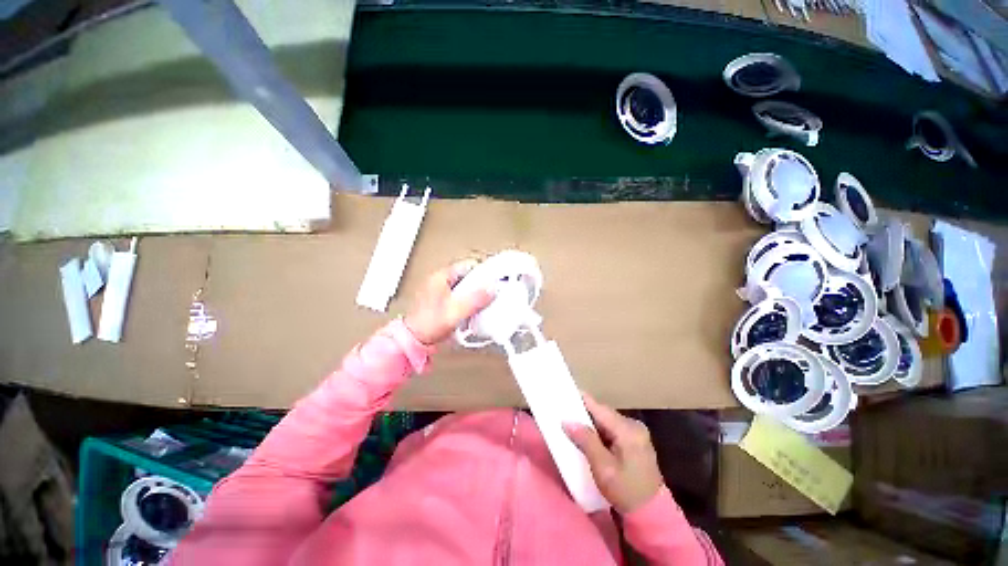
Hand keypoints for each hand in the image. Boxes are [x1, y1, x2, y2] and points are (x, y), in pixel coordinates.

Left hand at [404, 260, 494, 345]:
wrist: (415, 341)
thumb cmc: (427, 324)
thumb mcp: (456, 310)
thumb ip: (476, 299)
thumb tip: (491, 288)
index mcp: (441, 276)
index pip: (468, 265)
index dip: (483, 271)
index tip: (494, 279)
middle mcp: (440, 281)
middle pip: (468, 276)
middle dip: (480, 284)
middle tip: (491, 292)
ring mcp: (441, 291)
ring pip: (465, 287)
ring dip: (475, 294)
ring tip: (483, 302)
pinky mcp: (443, 302)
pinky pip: (461, 296)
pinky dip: (468, 301)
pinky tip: (473, 310)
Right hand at [563, 393, 664, 513]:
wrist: (651, 515)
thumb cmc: (625, 491)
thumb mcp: (603, 468)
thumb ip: (586, 441)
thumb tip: (567, 421)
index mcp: (628, 430)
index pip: (599, 408)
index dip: (581, 400)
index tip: (564, 395)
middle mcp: (634, 426)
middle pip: (603, 413)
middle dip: (584, 413)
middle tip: (564, 412)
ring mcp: (636, 433)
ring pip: (607, 421)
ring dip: (591, 423)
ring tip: (572, 424)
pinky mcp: (635, 441)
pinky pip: (612, 429)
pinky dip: (599, 431)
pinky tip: (588, 437)